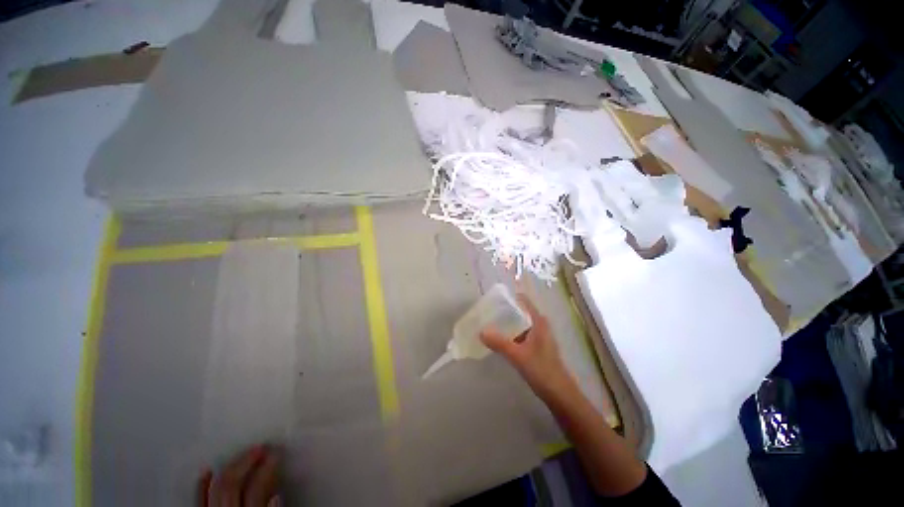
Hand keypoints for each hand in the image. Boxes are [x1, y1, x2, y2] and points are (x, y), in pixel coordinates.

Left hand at [199, 445, 279, 506]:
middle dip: (247, 461)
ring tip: (243, 453)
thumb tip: (277, 495)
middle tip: (262, 446)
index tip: (277, 453)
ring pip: (216, 486)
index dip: (267, 469)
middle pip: (232, 482)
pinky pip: (198, 498)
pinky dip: (203, 484)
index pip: (256, 488)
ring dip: (229, 467)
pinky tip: (208, 470)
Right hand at [480, 294, 576, 400]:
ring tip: (490, 324)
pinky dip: (511, 334)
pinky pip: (521, 335)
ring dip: (507, 324)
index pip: (523, 301)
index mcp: (538, 321)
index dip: (509, 298)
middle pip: (520, 312)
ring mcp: (539, 336)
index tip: (494, 300)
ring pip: (520, 324)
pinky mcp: (537, 347)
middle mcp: (540, 325)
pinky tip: (500, 340)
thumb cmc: (542, 370)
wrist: (560, 394)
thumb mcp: (517, 355)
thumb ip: (499, 343)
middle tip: (488, 312)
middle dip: (505, 311)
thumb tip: (481, 331)